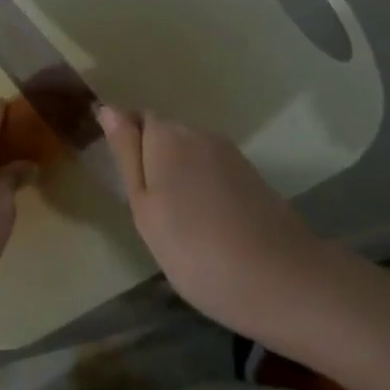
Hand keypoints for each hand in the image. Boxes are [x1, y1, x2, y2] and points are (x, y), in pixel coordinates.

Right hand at [98, 106, 318, 335]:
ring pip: (191, 156)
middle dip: (154, 163)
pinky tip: (209, 228)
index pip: (136, 120)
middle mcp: (199, 133)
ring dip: (181, 179)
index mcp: (167, 135)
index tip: (127, 185)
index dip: (127, 148)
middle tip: (150, 214)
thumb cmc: (194, 248)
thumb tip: (109, 108)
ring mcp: (231, 154)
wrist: (281, 281)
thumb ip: (126, 154)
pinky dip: (205, 192)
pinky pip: (215, 173)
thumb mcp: (144, 207)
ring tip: (180, 227)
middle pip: (165, 136)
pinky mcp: (253, 177)